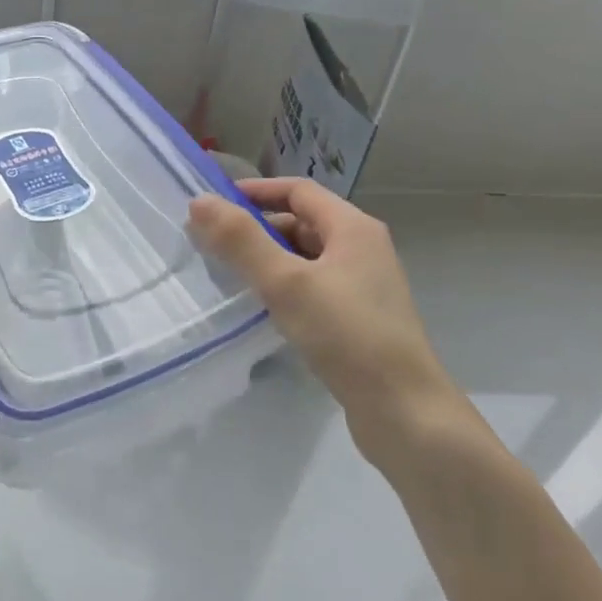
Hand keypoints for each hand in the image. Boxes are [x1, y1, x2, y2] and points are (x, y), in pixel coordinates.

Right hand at [189, 179, 453, 450]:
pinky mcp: (357, 318)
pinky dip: (283, 287)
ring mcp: (362, 286)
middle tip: (212, 246)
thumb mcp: (286, 282)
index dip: (255, 192)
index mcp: (353, 228)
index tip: (213, 206)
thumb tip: (199, 202)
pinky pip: (312, 287)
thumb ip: (241, 241)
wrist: (402, 409)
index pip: (298, 191)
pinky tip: (261, 309)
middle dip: (256, 229)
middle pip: (301, 223)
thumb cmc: (346, 335)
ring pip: (305, 258)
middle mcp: (362, 249)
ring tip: (229, 277)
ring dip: (267, 260)